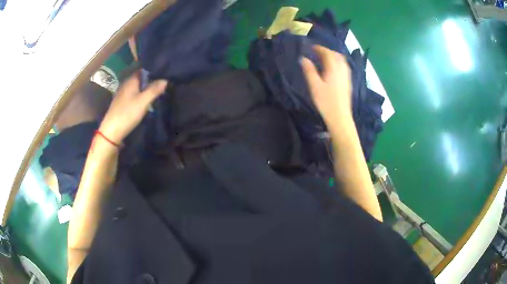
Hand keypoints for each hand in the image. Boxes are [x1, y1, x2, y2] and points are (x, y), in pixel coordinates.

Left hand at [98, 72, 166, 143]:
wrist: (112, 131)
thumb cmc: (127, 114)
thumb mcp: (143, 101)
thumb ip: (154, 90)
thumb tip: (166, 79)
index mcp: (131, 80)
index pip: (144, 69)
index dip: (154, 70)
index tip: (166, 73)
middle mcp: (126, 84)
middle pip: (141, 78)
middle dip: (152, 80)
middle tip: (165, 82)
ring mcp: (123, 94)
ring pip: (138, 87)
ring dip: (146, 88)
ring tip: (158, 91)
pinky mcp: (122, 103)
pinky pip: (134, 94)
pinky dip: (141, 95)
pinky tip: (146, 100)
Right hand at [300, 45, 351, 128]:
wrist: (340, 117)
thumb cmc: (326, 102)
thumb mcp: (314, 86)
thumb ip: (309, 70)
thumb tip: (304, 58)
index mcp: (333, 68)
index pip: (327, 53)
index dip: (319, 49)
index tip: (311, 48)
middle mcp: (342, 69)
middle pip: (336, 55)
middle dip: (327, 51)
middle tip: (318, 52)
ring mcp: (346, 76)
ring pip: (342, 60)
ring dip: (334, 56)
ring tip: (325, 58)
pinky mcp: (348, 82)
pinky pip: (344, 67)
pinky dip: (338, 63)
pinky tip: (333, 68)